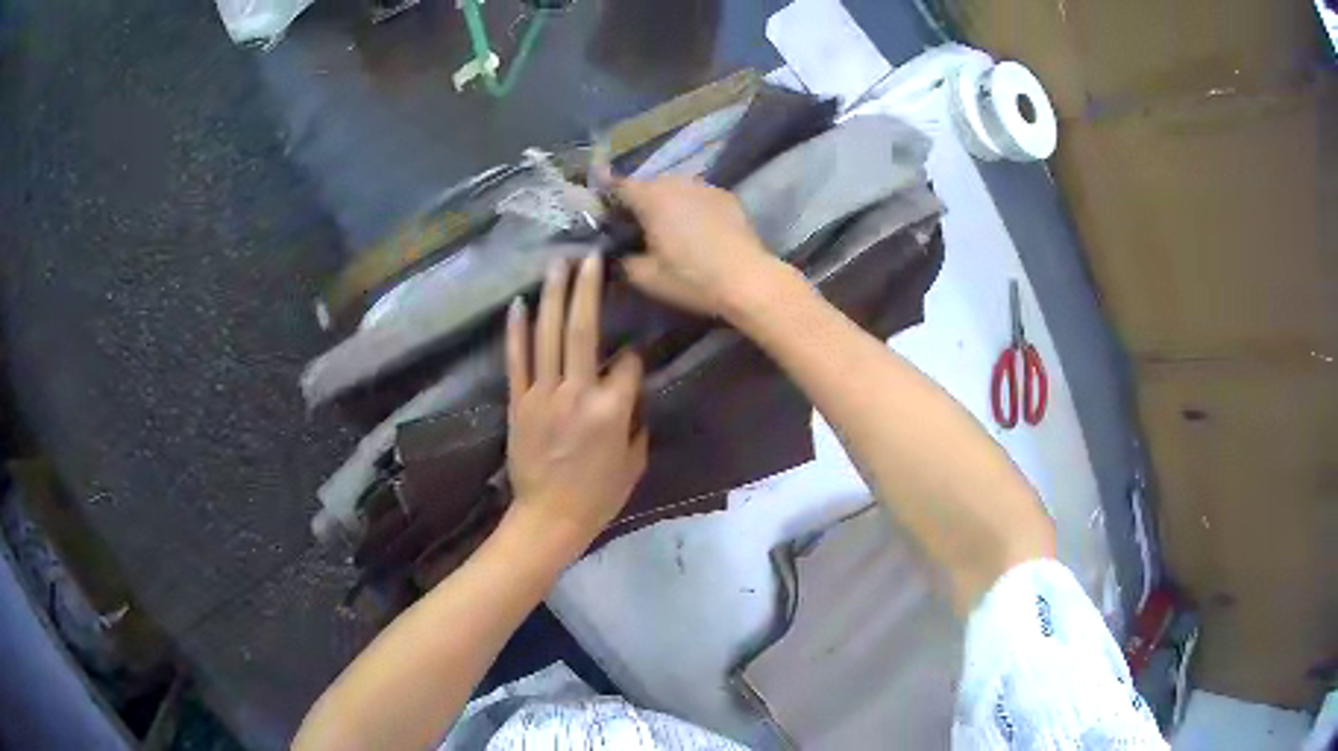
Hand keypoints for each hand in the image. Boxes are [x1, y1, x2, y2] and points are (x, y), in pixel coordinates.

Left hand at [505, 254, 648, 546]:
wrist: (549, 518)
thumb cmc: (599, 496)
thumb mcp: (634, 462)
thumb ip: (636, 421)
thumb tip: (631, 392)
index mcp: (613, 410)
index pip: (630, 363)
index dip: (636, 353)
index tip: (636, 351)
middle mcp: (578, 393)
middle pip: (584, 330)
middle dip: (588, 289)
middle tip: (590, 256)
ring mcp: (543, 395)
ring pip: (549, 336)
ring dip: (554, 296)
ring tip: (558, 264)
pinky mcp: (518, 402)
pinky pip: (516, 360)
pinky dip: (517, 330)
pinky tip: (519, 303)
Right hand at [616, 176, 795, 320]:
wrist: (748, 280)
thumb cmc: (691, 278)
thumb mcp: (646, 277)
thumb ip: (623, 259)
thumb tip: (615, 251)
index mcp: (651, 198)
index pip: (618, 186)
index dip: (608, 199)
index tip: (604, 215)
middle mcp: (676, 183)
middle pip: (648, 185)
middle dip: (639, 202)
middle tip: (635, 227)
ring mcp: (705, 187)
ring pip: (675, 189)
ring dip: (667, 203)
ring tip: (667, 228)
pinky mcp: (727, 197)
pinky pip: (698, 196)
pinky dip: (691, 207)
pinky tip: (696, 229)